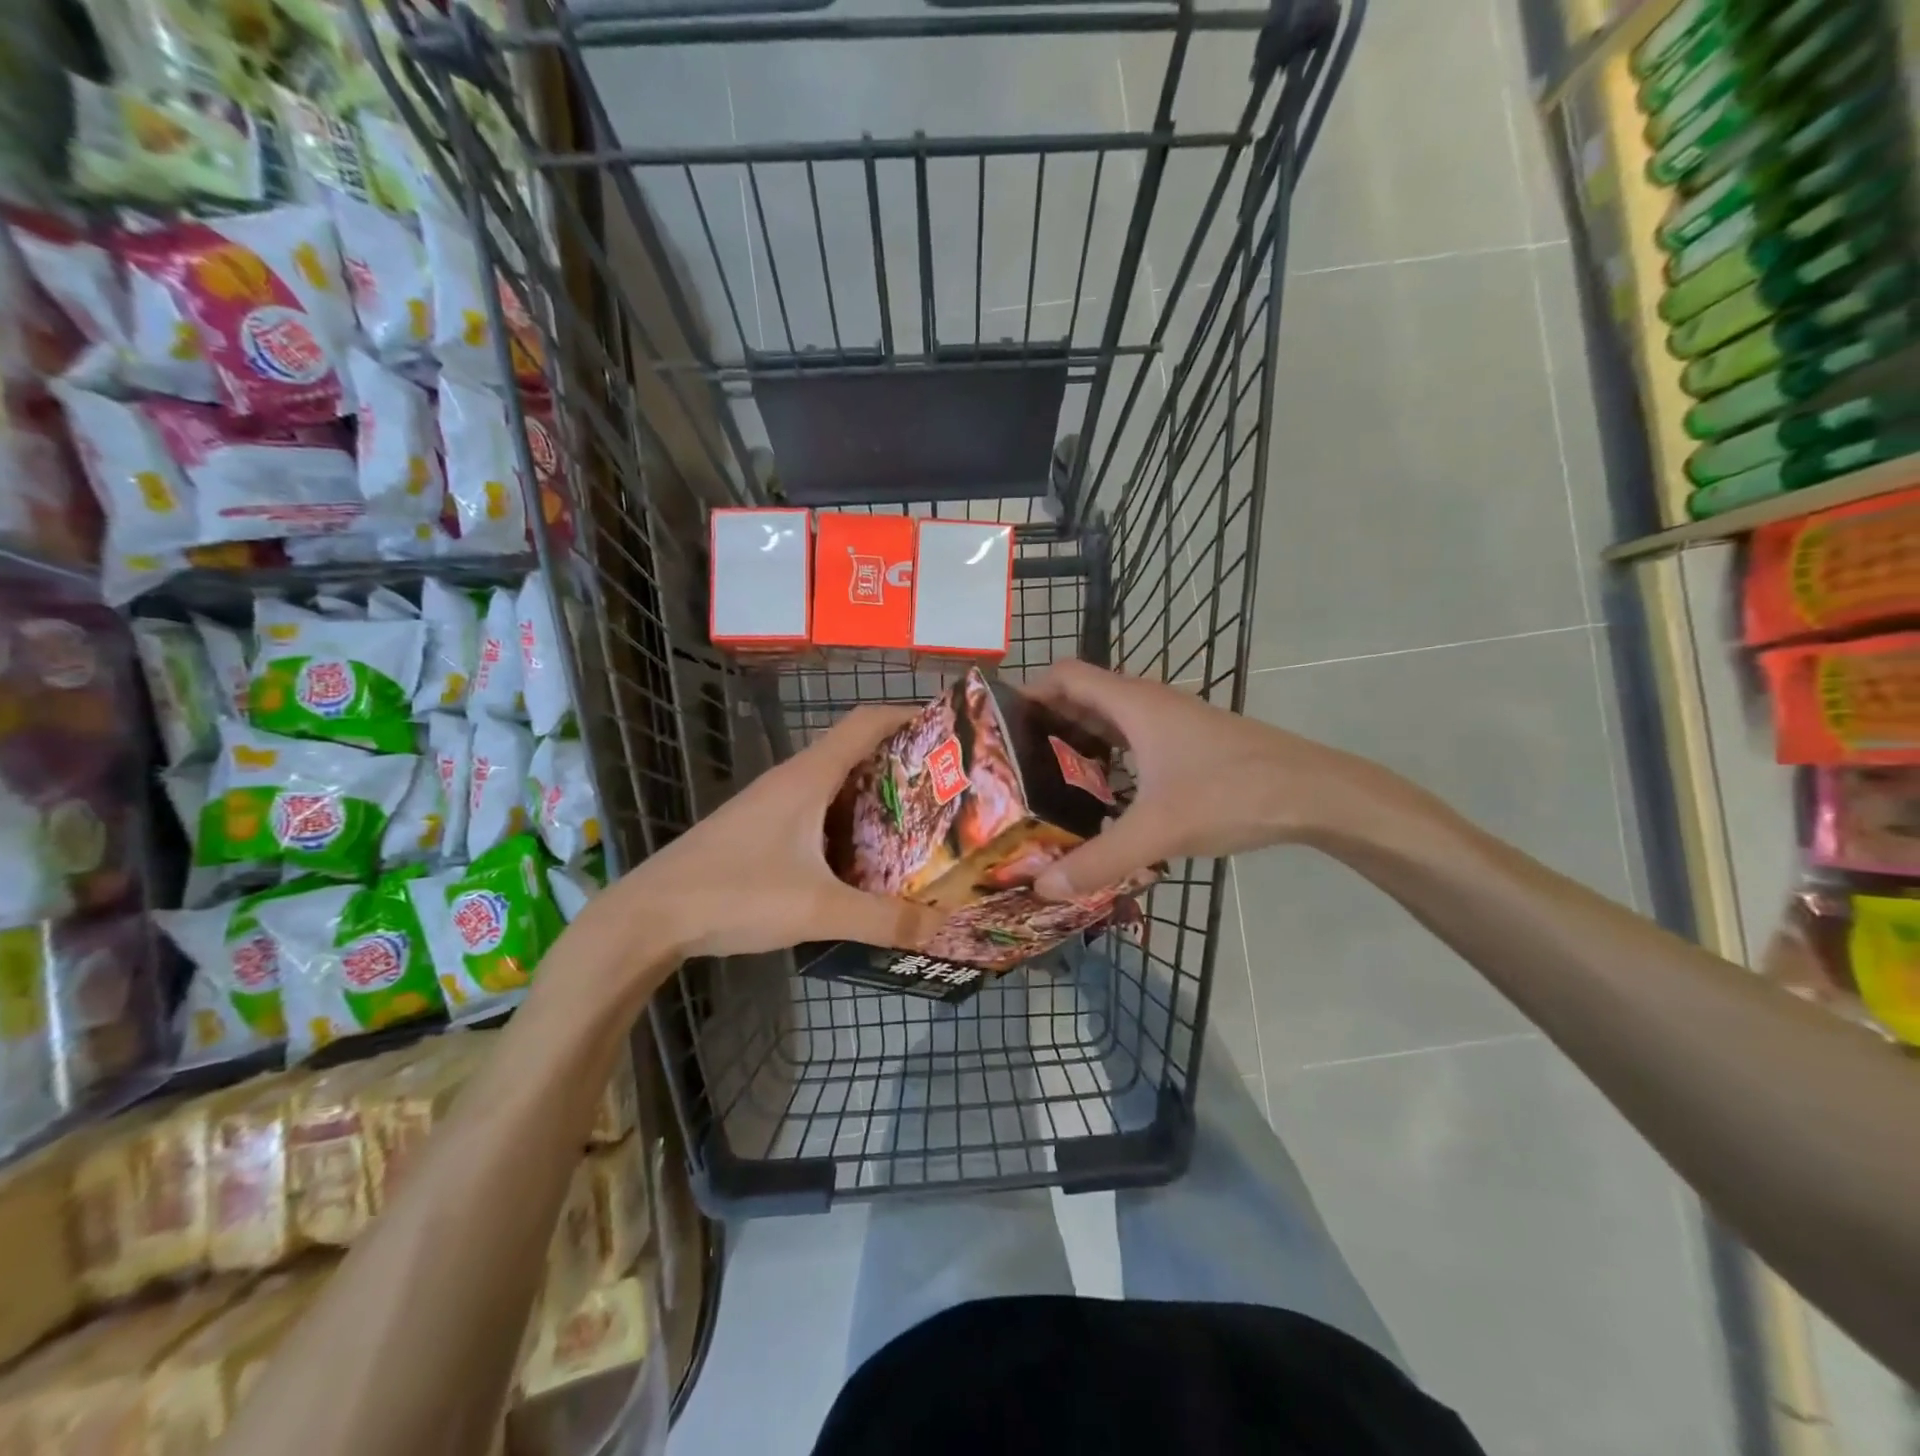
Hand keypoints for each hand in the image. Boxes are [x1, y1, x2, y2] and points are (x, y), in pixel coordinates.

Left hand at [603, 704, 946, 959]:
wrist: (650, 916)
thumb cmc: (736, 894)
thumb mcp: (818, 909)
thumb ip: (881, 919)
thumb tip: (938, 927)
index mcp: (809, 777)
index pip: (867, 722)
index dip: (908, 716)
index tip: (948, 731)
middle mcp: (792, 779)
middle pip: (856, 750)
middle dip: (902, 762)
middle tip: (945, 788)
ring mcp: (771, 803)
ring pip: (835, 783)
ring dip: (874, 794)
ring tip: (917, 822)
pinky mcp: (759, 828)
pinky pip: (816, 809)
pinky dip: (847, 819)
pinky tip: (862, 856)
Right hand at [1026, 660, 1403, 898]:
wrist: (1315, 793)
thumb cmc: (1232, 793)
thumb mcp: (1158, 830)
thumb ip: (1098, 860)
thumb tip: (1042, 888)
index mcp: (1132, 703)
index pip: (1064, 674)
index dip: (1029, 692)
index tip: (1000, 727)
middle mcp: (1147, 703)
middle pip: (1081, 698)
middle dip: (1045, 725)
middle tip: (1013, 766)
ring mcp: (1171, 723)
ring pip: (1108, 722)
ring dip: (1076, 743)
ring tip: (1045, 785)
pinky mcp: (1188, 745)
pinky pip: (1132, 741)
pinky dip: (1108, 760)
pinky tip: (1102, 800)